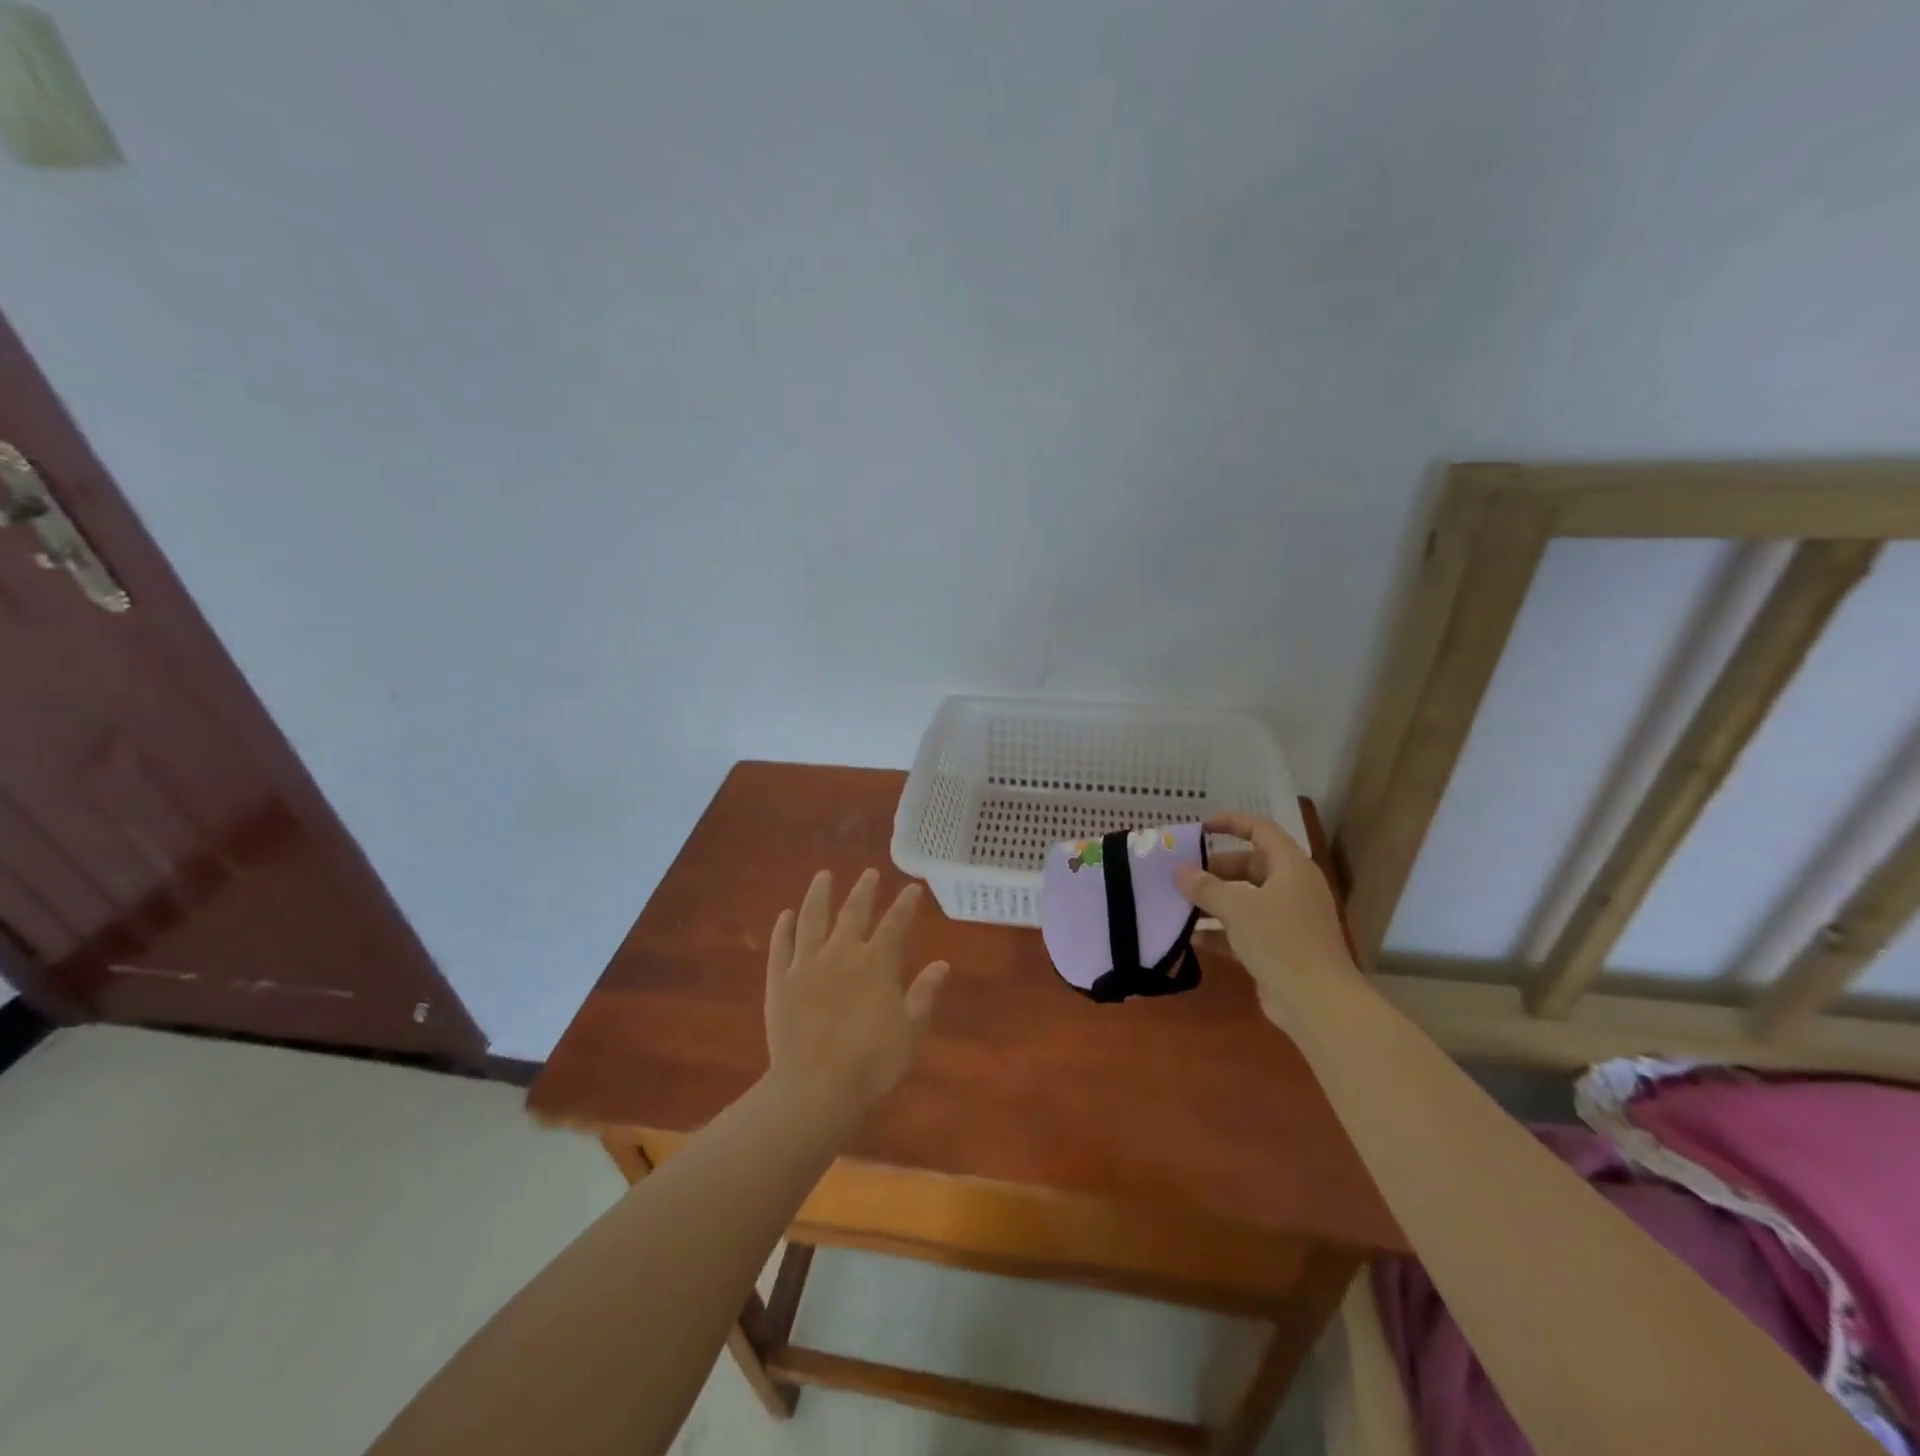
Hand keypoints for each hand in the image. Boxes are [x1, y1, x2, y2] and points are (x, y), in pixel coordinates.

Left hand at [763, 868, 948, 1122]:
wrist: (815, 1088)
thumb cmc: (872, 1063)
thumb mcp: (911, 1031)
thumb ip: (924, 994)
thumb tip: (942, 964)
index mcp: (877, 963)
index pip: (895, 923)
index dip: (905, 903)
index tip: (912, 886)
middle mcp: (842, 953)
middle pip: (854, 912)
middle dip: (864, 890)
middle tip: (869, 873)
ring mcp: (807, 964)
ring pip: (813, 918)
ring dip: (819, 895)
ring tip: (823, 876)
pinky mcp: (780, 981)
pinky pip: (781, 947)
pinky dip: (783, 929)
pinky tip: (785, 915)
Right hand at [1175, 813, 1359, 1026]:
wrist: (1318, 1003)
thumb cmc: (1281, 942)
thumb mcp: (1237, 909)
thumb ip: (1205, 888)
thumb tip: (1179, 871)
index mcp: (1291, 868)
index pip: (1261, 830)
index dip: (1231, 822)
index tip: (1200, 828)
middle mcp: (1293, 889)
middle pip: (1250, 865)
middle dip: (1216, 868)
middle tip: (1184, 875)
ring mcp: (1288, 920)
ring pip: (1246, 899)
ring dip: (1215, 901)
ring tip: (1181, 904)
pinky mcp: (1280, 948)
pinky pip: (1245, 929)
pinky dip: (1221, 931)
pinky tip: (1192, 938)